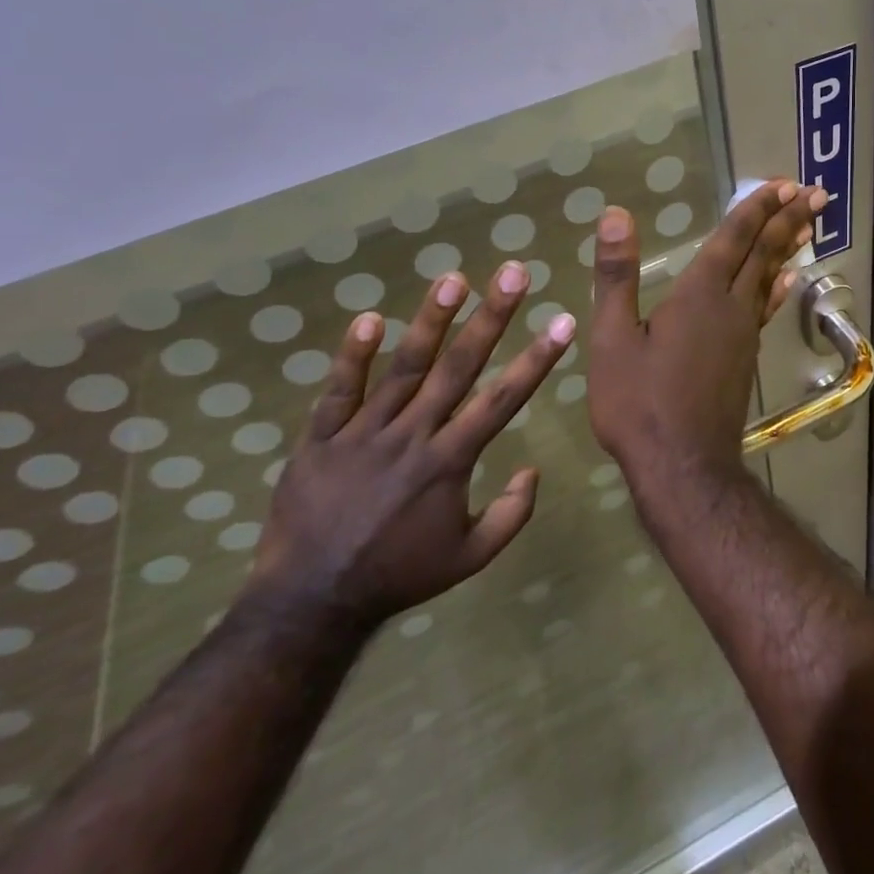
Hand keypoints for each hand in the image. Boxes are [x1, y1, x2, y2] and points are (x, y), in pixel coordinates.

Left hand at [245, 261, 575, 632]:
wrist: (312, 601)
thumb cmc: (398, 575)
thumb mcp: (469, 558)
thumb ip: (510, 515)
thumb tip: (533, 470)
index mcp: (450, 461)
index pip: (503, 399)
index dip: (537, 358)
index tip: (562, 320)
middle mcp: (413, 435)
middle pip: (458, 366)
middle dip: (491, 316)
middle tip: (513, 273)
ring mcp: (364, 433)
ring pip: (403, 367)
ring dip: (430, 320)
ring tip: (453, 278)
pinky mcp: (322, 438)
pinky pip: (339, 390)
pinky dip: (353, 355)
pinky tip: (370, 318)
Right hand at [586, 179, 823, 500]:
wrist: (682, 466)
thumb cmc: (639, 403)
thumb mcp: (613, 338)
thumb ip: (616, 276)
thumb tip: (615, 214)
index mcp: (698, 295)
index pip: (732, 240)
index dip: (755, 209)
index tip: (783, 184)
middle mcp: (730, 307)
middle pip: (763, 253)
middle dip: (786, 219)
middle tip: (814, 192)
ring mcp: (743, 334)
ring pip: (771, 279)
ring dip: (788, 247)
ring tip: (808, 224)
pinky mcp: (745, 358)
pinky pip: (767, 309)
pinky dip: (780, 287)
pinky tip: (789, 280)